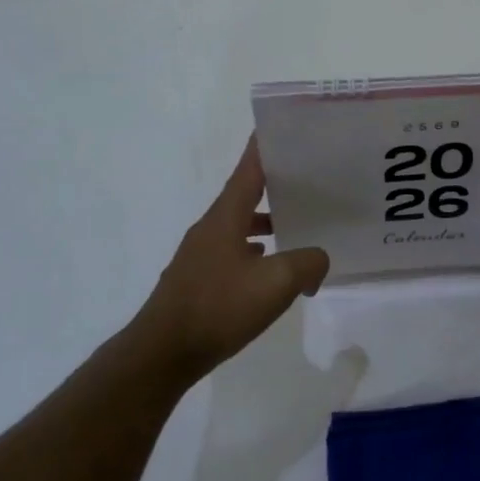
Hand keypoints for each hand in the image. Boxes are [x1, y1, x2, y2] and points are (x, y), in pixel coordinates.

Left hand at [131, 138, 328, 383]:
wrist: (162, 354)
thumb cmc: (218, 308)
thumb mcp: (277, 283)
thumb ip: (308, 262)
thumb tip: (318, 260)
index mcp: (225, 217)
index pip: (248, 169)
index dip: (265, 146)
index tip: (283, 127)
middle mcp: (210, 228)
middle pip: (246, 195)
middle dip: (275, 184)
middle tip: (309, 179)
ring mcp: (201, 254)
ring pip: (240, 225)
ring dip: (267, 221)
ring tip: (298, 226)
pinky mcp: (199, 280)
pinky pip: (234, 252)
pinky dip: (256, 251)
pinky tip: (271, 267)